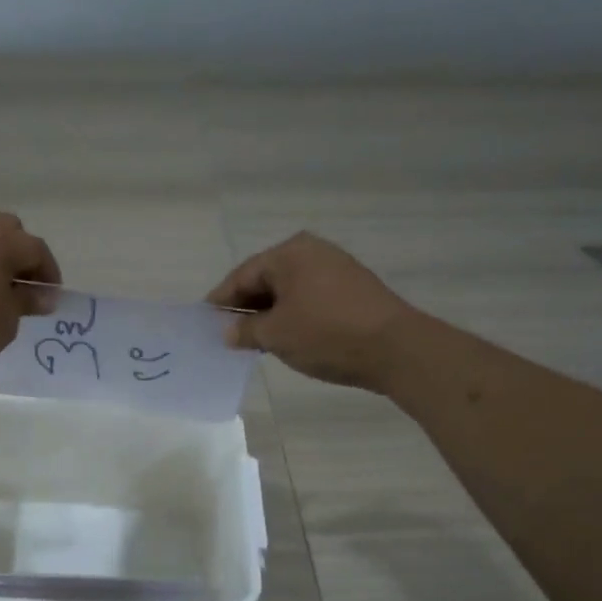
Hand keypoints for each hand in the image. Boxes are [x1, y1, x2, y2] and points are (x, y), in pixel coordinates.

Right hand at [207, 233, 417, 391]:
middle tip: (226, 333)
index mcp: (289, 253)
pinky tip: (286, 336)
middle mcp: (312, 251)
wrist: (396, 349)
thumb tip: (228, 331)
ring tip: (254, 339)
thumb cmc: (326, 334)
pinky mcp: (353, 288)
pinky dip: (293, 314)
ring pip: (289, 290)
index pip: (242, 275)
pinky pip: (310, 297)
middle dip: (246, 306)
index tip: (205, 321)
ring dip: (270, 313)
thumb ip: (245, 330)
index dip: (221, 301)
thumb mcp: (276, 335)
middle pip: (266, 279)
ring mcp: (336, 268)